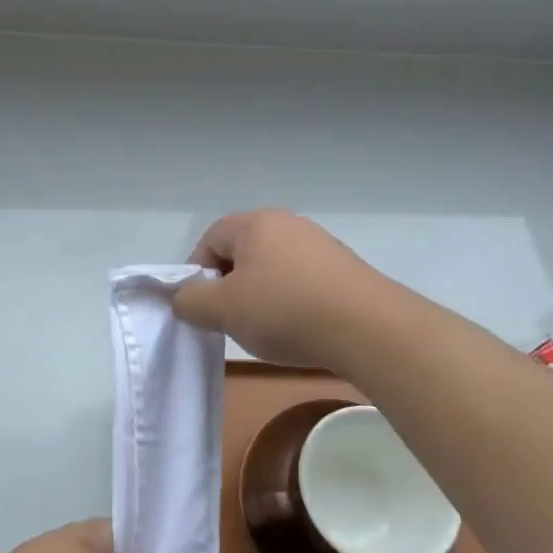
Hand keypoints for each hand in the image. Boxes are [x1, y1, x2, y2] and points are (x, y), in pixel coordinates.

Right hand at [172, 210, 390, 369]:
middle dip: (229, 287)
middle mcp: (288, 224)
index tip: (202, 308)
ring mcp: (320, 244)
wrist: (368, 329)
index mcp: (255, 223)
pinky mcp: (344, 268)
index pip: (209, 240)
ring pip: (272, 269)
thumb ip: (190, 301)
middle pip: (242, 253)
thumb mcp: (222, 310)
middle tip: (231, 320)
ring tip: (267, 329)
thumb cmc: (285, 311)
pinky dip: (291, 302)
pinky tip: (299, 328)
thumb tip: (184, 298)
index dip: (197, 275)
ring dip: (260, 297)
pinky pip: (302, 281)